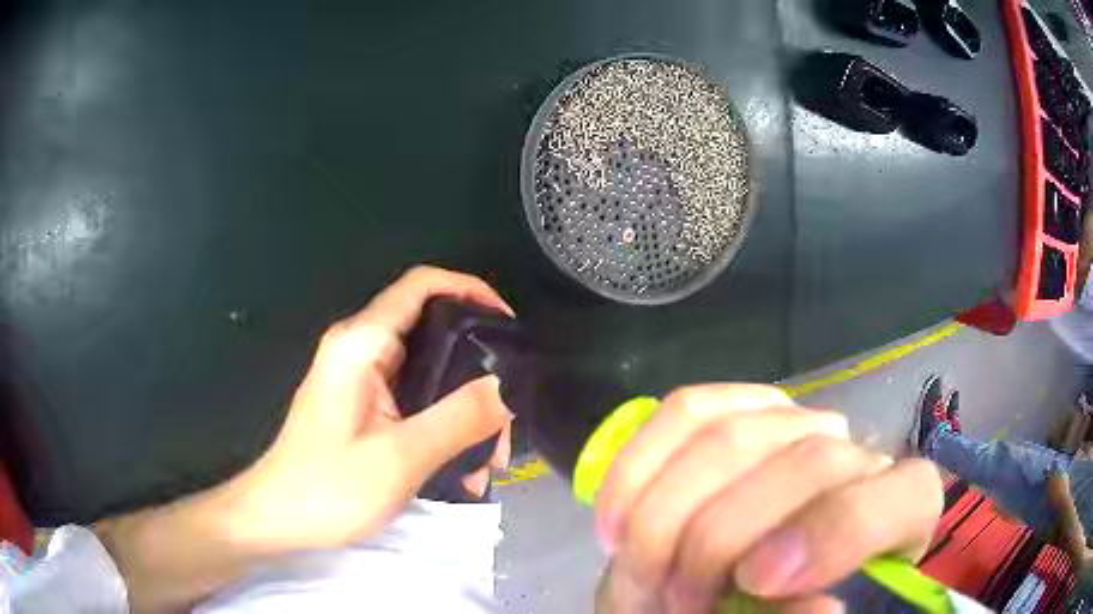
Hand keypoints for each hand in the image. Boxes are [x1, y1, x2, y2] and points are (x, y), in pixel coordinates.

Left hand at [228, 265, 514, 548]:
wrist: (278, 518)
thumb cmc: (328, 489)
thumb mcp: (400, 458)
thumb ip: (458, 419)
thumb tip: (508, 386)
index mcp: (360, 344)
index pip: (422, 286)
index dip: (470, 290)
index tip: (510, 325)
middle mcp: (360, 349)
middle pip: (433, 331)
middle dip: (477, 369)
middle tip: (507, 417)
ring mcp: (360, 377)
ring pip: (429, 370)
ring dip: (464, 407)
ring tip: (490, 455)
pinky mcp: (363, 403)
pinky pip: (415, 398)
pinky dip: (444, 422)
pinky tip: (463, 464)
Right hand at [594, 384, 942, 612]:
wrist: (745, 572)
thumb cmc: (777, 602)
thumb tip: (818, 604)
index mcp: (898, 508)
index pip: (894, 497)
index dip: (832, 533)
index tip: (757, 583)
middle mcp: (856, 451)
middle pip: (804, 462)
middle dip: (717, 542)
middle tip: (676, 601)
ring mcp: (798, 421)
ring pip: (730, 436)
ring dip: (666, 516)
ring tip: (641, 569)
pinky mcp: (740, 406)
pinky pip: (686, 411)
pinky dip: (638, 467)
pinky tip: (616, 518)